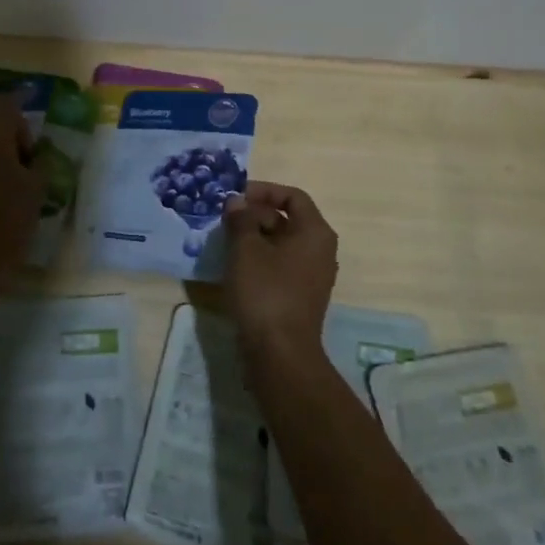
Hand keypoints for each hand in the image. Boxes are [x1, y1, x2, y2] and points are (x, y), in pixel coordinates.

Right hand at [220, 182, 337, 361]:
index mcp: (315, 233)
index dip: (263, 191)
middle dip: (255, 215)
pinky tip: (234, 266)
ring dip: (254, 237)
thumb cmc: (265, 292)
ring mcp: (311, 275)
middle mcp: (320, 250)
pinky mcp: (299, 295)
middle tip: (225, 220)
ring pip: (281, 243)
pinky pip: (279, 265)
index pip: (292, 196)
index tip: (236, 197)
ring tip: (225, 241)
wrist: (280, 354)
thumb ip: (241, 219)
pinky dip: (259, 259)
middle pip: (287, 219)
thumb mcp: (246, 249)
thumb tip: (236, 202)